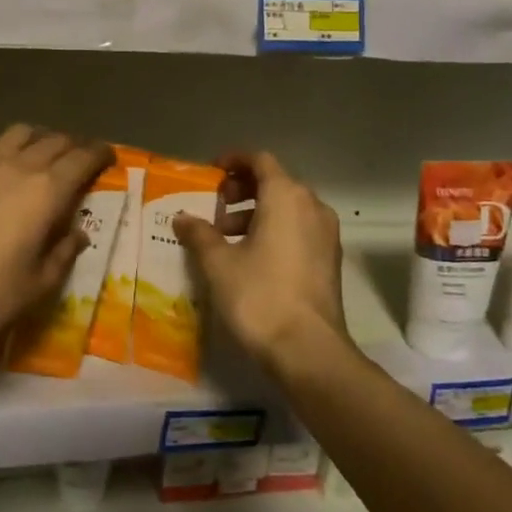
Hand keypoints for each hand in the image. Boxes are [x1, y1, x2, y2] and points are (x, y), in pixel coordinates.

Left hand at [0, 125, 112, 353]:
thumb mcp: (40, 284)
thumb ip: (64, 252)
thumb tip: (76, 234)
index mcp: (47, 190)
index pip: (82, 158)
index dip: (99, 154)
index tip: (108, 157)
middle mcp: (18, 166)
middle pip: (54, 140)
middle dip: (73, 145)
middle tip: (81, 158)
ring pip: (19, 134)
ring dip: (39, 139)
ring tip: (43, 154)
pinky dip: (6, 150)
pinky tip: (2, 168)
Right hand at [173, 151, 351, 380]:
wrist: (308, 350)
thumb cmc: (259, 296)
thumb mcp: (218, 263)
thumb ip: (199, 234)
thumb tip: (182, 217)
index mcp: (286, 197)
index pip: (260, 161)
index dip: (234, 161)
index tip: (211, 174)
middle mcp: (312, 206)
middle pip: (276, 182)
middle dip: (243, 190)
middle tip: (216, 207)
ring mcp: (326, 234)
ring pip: (288, 208)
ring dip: (256, 213)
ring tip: (226, 238)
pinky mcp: (330, 260)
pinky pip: (299, 230)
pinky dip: (274, 231)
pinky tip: (251, 258)